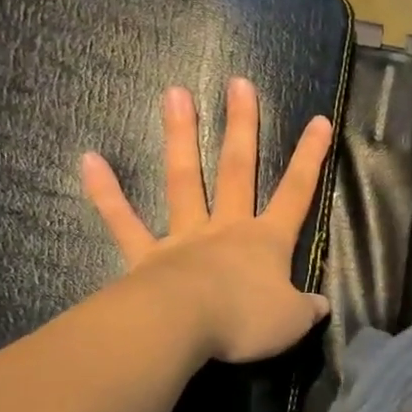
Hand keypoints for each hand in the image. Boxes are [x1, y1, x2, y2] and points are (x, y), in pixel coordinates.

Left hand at [81, 77, 333, 362]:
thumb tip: (321, 305)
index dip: (310, 158)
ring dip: (180, 137)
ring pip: (184, 181)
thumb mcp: (292, 321)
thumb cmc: (245, 320)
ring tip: (175, 93)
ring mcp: (183, 238)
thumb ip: (307, 308)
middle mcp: (226, 229)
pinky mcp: (146, 257)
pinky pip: (124, 222)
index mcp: (266, 242)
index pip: (296, 193)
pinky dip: (107, 193)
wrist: (183, 328)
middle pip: (236, 170)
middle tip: (238, 83)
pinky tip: (89, 160)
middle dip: (242, 127)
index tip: (319, 121)